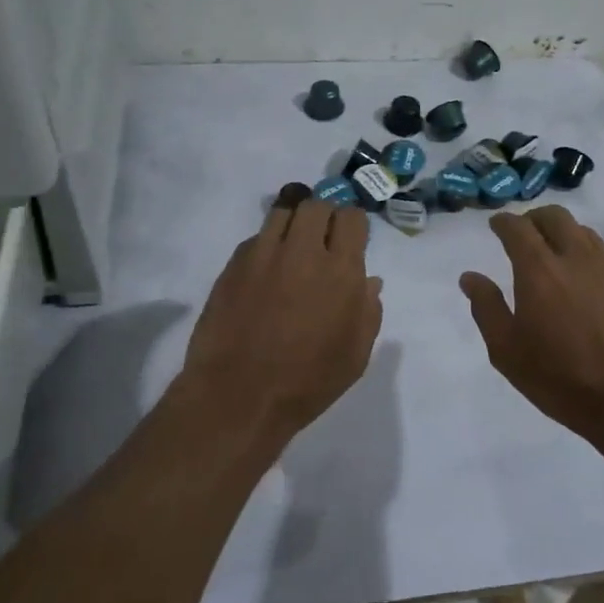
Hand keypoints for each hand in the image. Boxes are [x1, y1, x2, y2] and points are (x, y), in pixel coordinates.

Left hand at [181, 198, 383, 434]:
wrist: (237, 396)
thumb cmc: (306, 382)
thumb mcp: (355, 356)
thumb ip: (368, 311)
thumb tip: (369, 281)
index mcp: (340, 271)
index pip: (352, 218)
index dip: (353, 225)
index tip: (350, 240)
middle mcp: (303, 251)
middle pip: (316, 205)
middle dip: (324, 216)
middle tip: (322, 240)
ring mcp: (264, 254)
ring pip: (283, 211)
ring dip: (293, 223)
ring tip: (292, 247)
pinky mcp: (234, 264)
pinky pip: (256, 238)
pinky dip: (266, 245)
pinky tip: (265, 272)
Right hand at [460, 206, 603, 439]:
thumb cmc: (561, 377)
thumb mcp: (507, 351)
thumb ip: (487, 308)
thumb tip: (470, 277)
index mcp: (539, 269)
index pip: (518, 228)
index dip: (503, 222)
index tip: (496, 225)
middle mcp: (574, 257)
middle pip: (553, 216)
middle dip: (532, 218)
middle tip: (521, 234)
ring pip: (580, 228)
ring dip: (560, 230)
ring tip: (550, 251)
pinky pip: (600, 249)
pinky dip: (582, 247)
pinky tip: (578, 272)